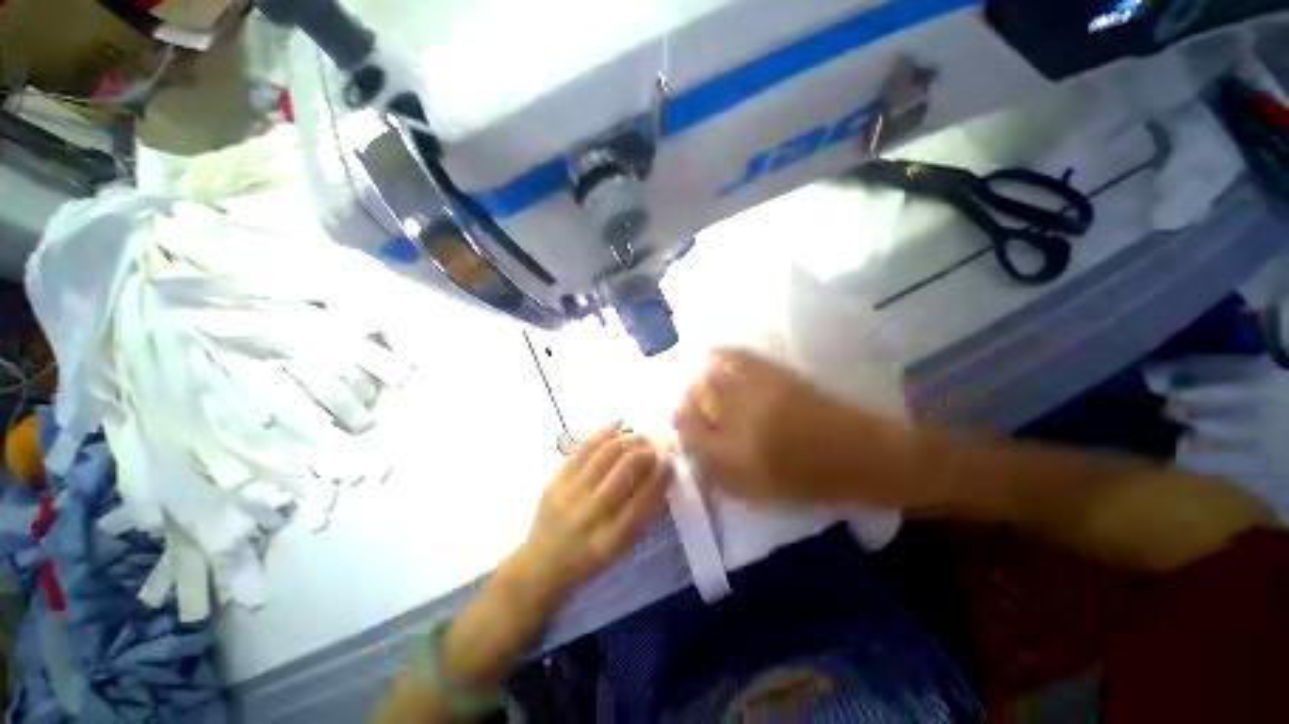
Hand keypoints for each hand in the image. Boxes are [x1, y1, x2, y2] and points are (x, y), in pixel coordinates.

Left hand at [515, 424, 673, 604]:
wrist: (542, 564)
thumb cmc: (590, 559)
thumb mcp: (622, 548)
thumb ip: (644, 515)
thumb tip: (664, 477)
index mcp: (612, 538)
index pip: (644, 499)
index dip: (661, 475)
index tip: (671, 461)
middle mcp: (591, 514)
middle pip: (626, 468)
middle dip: (646, 452)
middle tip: (655, 447)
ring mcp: (570, 494)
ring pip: (606, 453)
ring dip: (629, 440)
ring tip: (639, 436)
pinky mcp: (556, 479)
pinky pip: (584, 448)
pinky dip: (604, 432)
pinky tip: (618, 425)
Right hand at [673, 348, 900, 503]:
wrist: (862, 455)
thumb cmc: (812, 481)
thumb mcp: (763, 494)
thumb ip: (724, 480)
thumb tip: (696, 460)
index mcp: (736, 455)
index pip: (692, 433)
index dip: (681, 424)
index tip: (678, 419)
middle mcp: (740, 420)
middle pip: (697, 401)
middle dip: (686, 399)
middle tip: (686, 401)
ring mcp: (758, 394)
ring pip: (712, 378)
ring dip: (698, 378)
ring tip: (697, 380)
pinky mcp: (776, 376)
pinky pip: (739, 359)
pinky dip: (721, 353)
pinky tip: (711, 352)